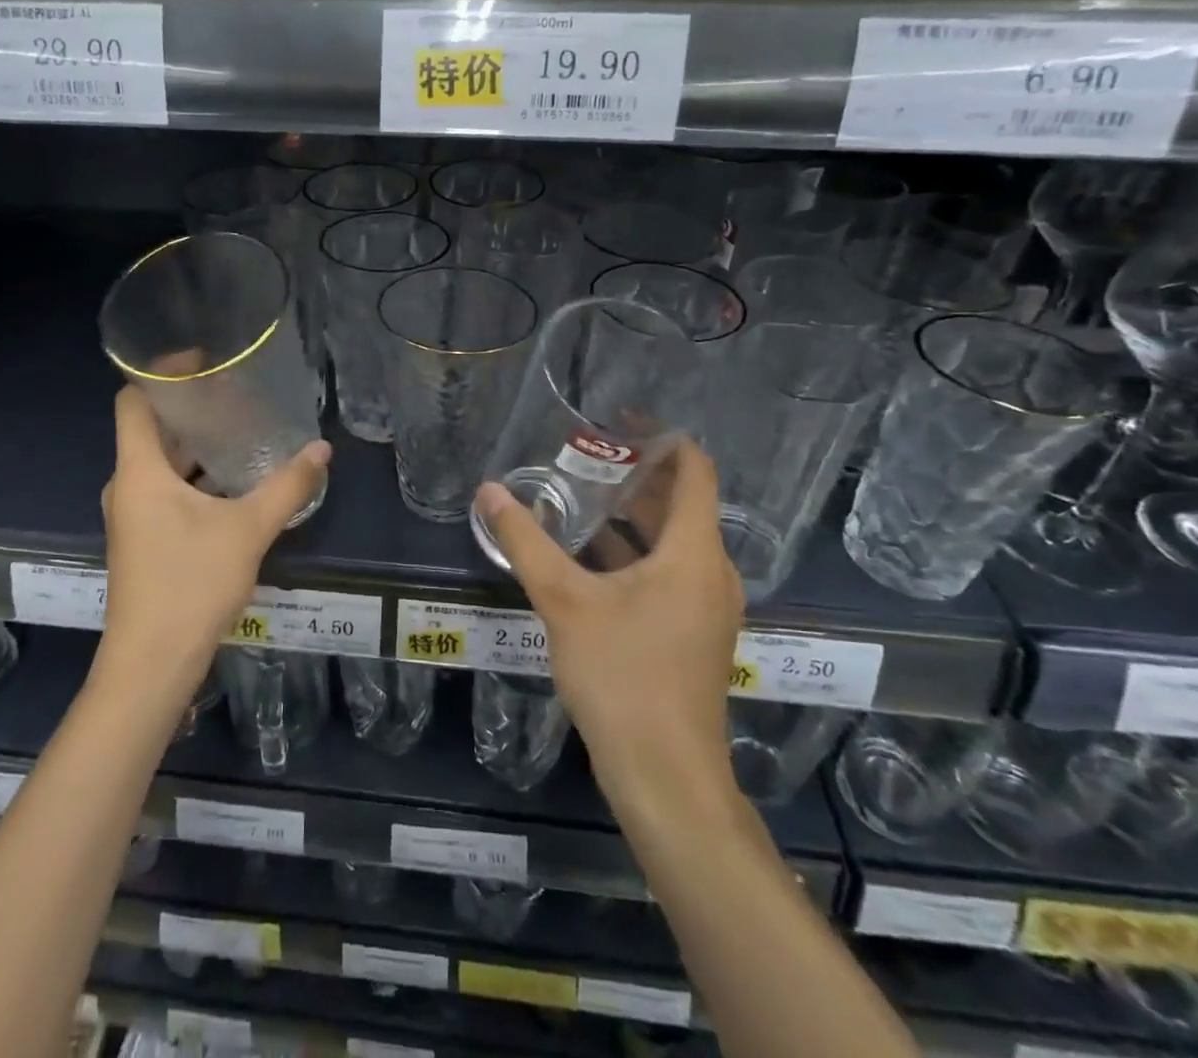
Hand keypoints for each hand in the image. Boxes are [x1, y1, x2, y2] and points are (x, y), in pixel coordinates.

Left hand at [99, 387, 330, 691]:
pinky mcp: (144, 539)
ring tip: (240, 428)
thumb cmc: (191, 584)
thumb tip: (322, 450)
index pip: (133, 400)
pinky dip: (194, 475)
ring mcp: (133, 515)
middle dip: (190, 408)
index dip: (161, 373)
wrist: (152, 665)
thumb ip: (287, 487)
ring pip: (161, 462)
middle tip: (235, 392)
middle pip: (151, 428)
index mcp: (139, 471)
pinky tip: (233, 480)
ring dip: (195, 444)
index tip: (203, 361)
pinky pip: (166, 489)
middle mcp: (128, 486)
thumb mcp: (247, 530)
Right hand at [473, 439, 743, 810]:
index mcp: (693, 552)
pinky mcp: (690, 632)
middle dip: (634, 476)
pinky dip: (631, 553)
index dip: (662, 439)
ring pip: (669, 541)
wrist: (665, 776)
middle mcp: (709, 571)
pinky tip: (584, 554)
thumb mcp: (565, 601)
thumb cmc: (624, 676)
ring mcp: (703, 606)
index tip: (619, 420)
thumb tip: (488, 490)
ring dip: (629, 516)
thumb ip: (525, 541)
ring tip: (577, 494)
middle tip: (583, 454)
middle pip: (679, 503)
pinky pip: (664, 572)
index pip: (694, 471)